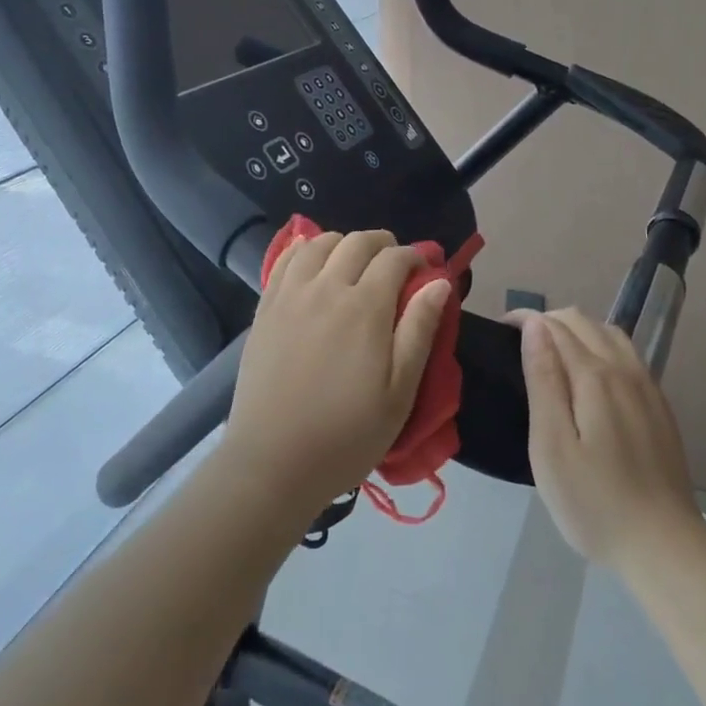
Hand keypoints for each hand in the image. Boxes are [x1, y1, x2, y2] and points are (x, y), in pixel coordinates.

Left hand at [222, 230, 451, 517]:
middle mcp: (327, 287)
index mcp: (365, 307)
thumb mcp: (399, 392)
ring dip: (344, 243)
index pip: (395, 258)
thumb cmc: (346, 435)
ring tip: (354, 264)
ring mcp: (291, 294)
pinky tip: (313, 262)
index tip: (424, 272)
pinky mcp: (266, 307)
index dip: (415, 257)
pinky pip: (285, 259)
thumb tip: (440, 282)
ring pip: (320, 243)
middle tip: (394, 266)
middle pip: (358, 242)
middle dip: (383, 244)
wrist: (273, 463)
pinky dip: (305, 249)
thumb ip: (420, 330)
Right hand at [512, 306, 703, 569]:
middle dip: (549, 320)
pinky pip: (627, 354)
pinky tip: (592, 374)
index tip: (500, 330)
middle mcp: (624, 369)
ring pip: (609, 333)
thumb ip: (542, 380)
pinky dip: (601, 345)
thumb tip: (535, 326)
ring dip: (577, 330)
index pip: (555, 326)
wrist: (665, 546)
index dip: (525, 319)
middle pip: (583, 321)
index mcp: (594, 375)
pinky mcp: (659, 406)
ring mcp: (647, 386)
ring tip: (553, 353)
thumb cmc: (595, 501)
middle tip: (520, 343)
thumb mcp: (552, 446)